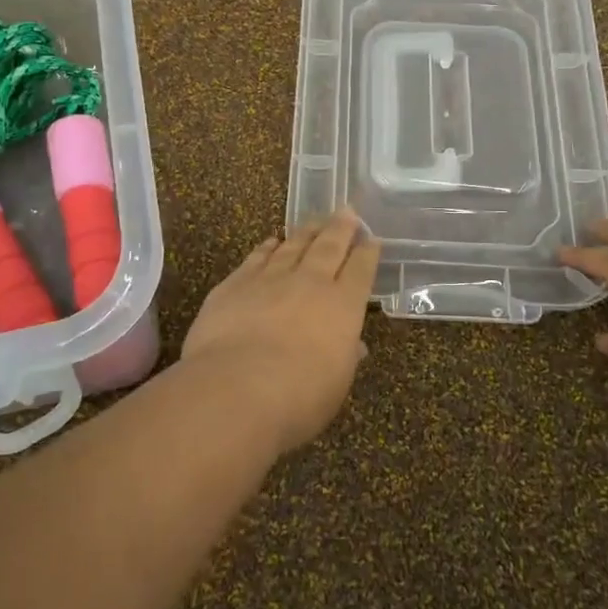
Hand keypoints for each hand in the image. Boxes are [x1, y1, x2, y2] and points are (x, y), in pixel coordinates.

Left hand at [180, 209, 381, 453]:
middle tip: (347, 211)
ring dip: (307, 231)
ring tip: (315, 220)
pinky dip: (268, 246)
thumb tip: (353, 346)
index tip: (372, 238)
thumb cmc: (298, 397)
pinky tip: (272, 240)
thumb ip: (344, 358)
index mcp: (343, 307)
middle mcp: (310, 283)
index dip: (368, 253)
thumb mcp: (335, 385)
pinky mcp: (235, 283)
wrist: (237, 388)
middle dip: (341, 228)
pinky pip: (257, 257)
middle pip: (329, 247)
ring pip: (293, 246)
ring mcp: (270, 279)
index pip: (360, 271)